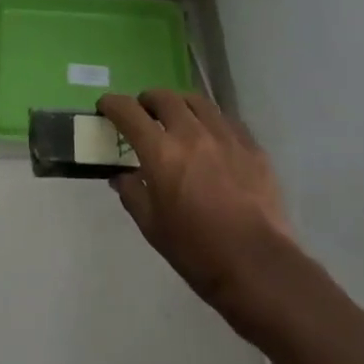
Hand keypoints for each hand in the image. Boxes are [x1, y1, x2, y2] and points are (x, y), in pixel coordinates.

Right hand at [98, 91, 296, 328]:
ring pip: (197, 102)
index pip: (129, 112)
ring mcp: (225, 136)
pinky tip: (211, 137)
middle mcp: (191, 133)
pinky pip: (226, 120)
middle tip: (144, 113)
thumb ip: (133, 194)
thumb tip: (121, 176)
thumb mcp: (153, 228)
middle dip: (147, 100)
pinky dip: (210, 121)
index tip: (105, 107)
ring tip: (178, 118)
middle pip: (164, 97)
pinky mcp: (251, 146)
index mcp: (161, 152)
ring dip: (180, 104)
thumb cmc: (197, 252)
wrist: (258, 266)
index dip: (112, 104)